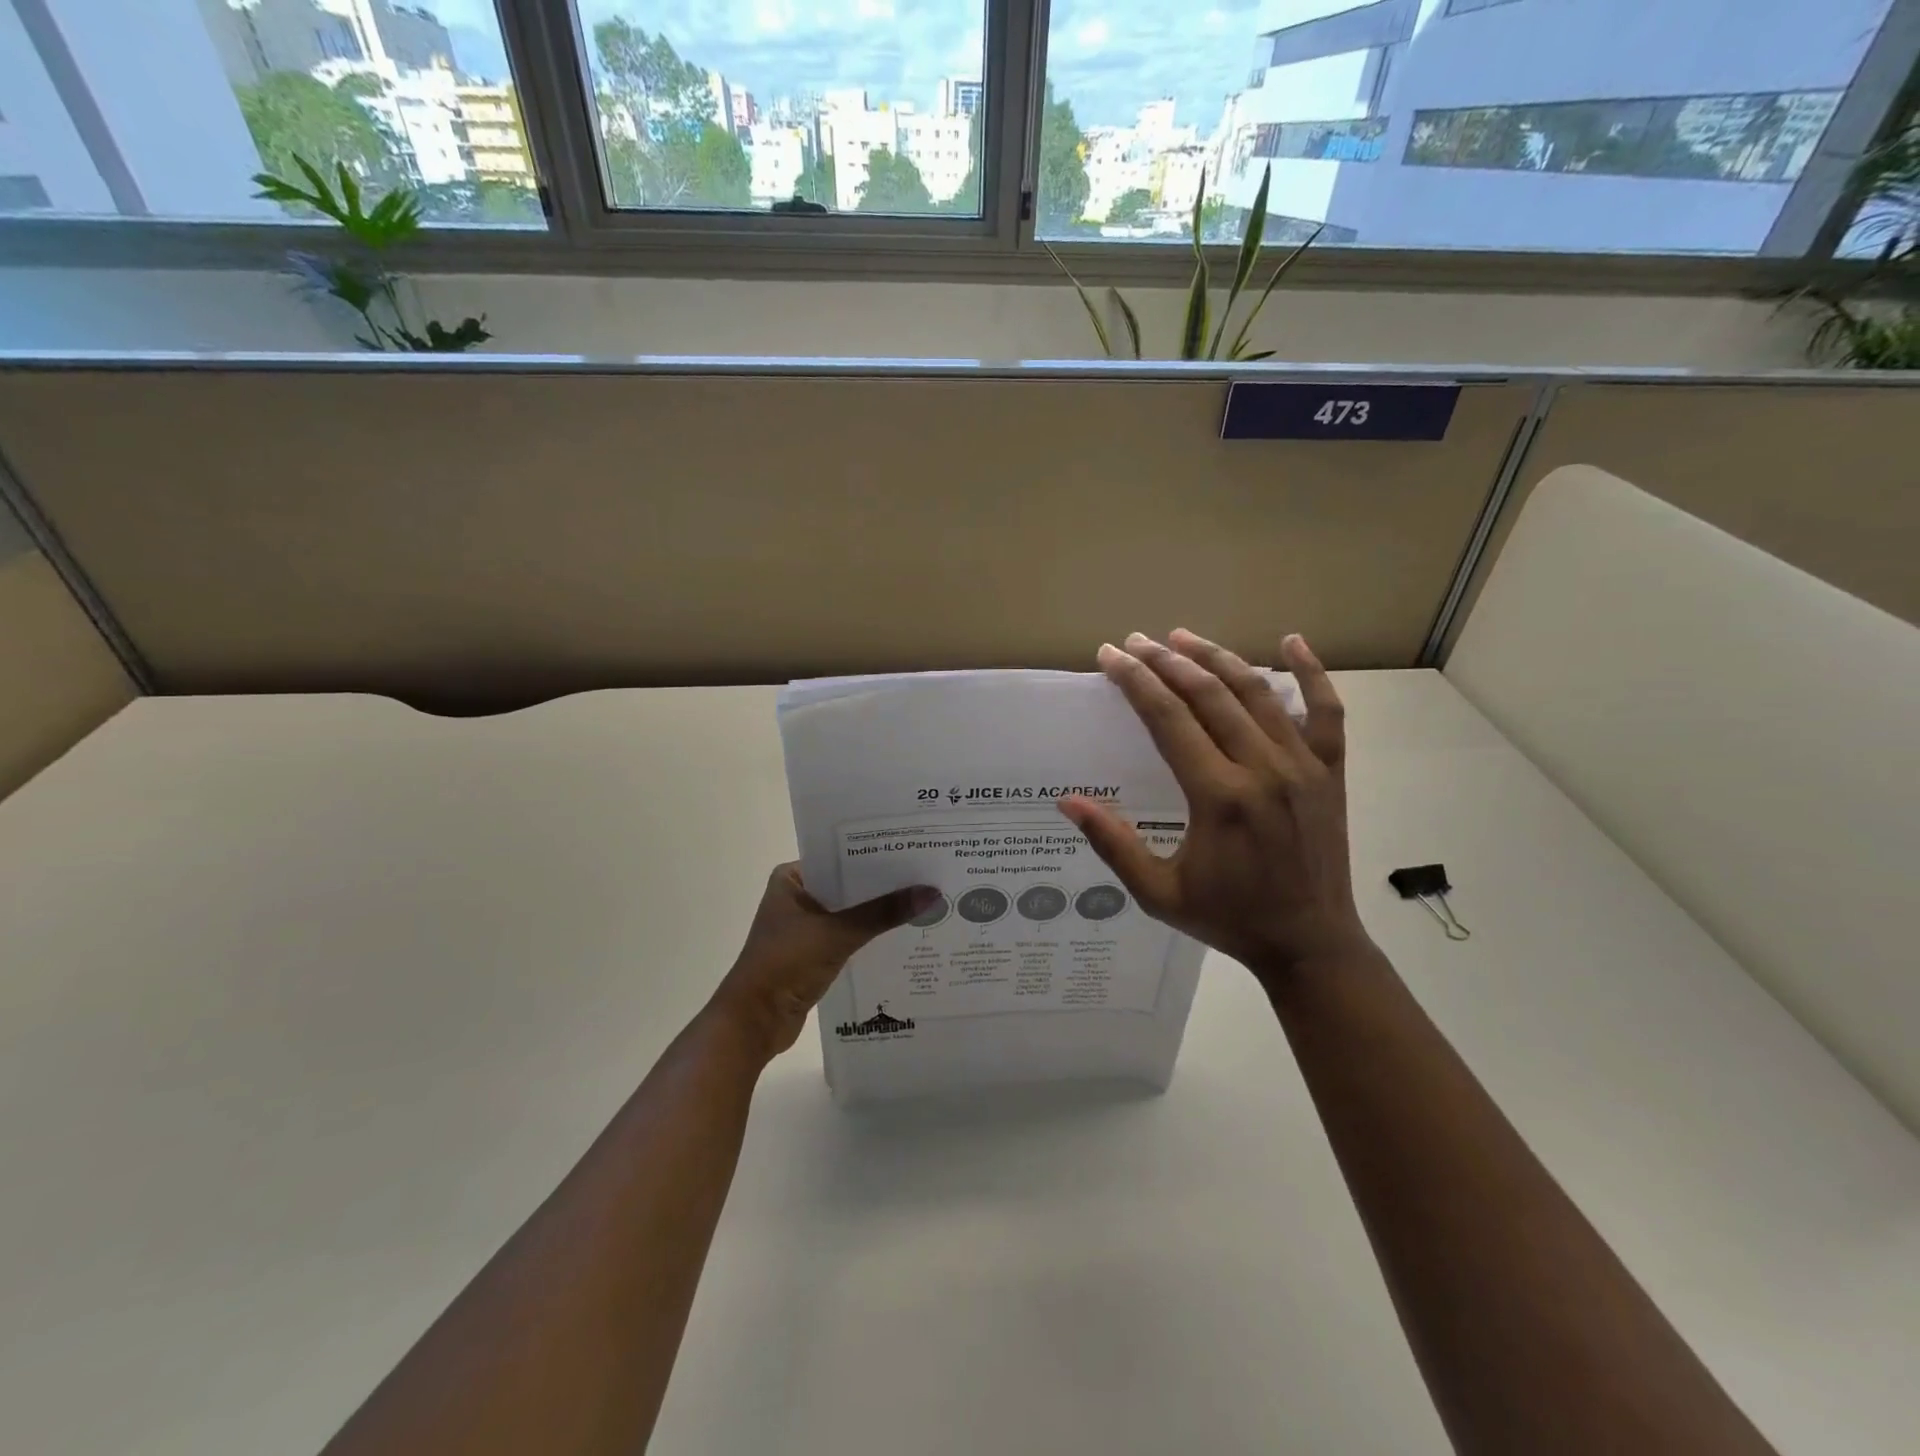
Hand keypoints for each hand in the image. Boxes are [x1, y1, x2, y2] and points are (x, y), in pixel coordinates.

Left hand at [710, 864, 936, 1061]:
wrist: (754, 1022)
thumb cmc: (786, 964)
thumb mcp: (838, 933)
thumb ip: (883, 913)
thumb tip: (932, 893)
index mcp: (791, 878)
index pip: (840, 856)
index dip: (876, 854)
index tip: (914, 849)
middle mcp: (797, 896)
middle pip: (848, 884)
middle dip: (884, 884)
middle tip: (928, 874)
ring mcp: (804, 926)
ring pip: (851, 911)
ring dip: (879, 911)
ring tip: (924, 900)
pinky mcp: (813, 953)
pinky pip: (849, 935)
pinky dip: (871, 935)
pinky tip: (904, 932)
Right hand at [1058, 631, 1372, 988]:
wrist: (1310, 945)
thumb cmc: (1228, 919)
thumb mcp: (1158, 892)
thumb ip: (1112, 844)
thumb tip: (1066, 802)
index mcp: (1218, 797)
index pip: (1168, 719)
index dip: (1135, 682)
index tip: (1110, 656)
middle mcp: (1262, 769)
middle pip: (1208, 695)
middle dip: (1166, 662)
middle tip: (1135, 642)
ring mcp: (1303, 766)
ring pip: (1257, 692)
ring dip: (1216, 658)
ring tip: (1181, 636)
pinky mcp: (1330, 771)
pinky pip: (1326, 711)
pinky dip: (1311, 673)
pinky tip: (1291, 641)